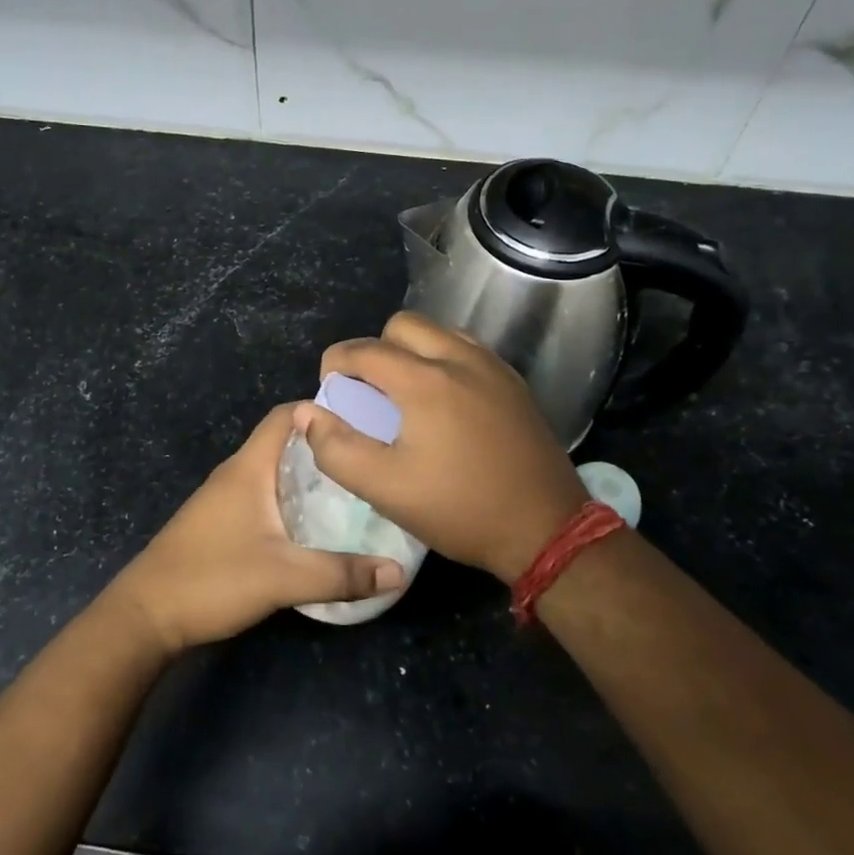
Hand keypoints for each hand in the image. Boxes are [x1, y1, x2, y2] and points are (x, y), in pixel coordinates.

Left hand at [106, 406, 405, 653]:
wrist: (145, 615)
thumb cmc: (212, 579)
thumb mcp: (284, 578)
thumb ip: (342, 574)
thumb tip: (398, 571)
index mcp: (249, 467)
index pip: (286, 415)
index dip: (322, 410)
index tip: (365, 421)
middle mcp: (236, 473)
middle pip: (285, 442)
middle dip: (325, 446)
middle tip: (369, 460)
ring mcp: (225, 498)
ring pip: (275, 472)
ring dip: (309, 476)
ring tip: (354, 491)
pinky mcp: (220, 522)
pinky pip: (264, 496)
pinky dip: (291, 499)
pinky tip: (315, 524)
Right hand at [299, 312, 588, 582]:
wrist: (546, 529)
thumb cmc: (459, 509)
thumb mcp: (385, 489)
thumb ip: (337, 448)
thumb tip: (307, 413)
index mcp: (425, 381)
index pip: (364, 350)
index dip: (336, 363)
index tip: (329, 388)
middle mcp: (460, 359)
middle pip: (403, 325)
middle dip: (376, 349)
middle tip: (370, 391)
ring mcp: (493, 367)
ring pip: (439, 332)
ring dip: (412, 351)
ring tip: (406, 394)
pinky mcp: (514, 383)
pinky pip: (467, 350)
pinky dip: (444, 360)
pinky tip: (445, 402)